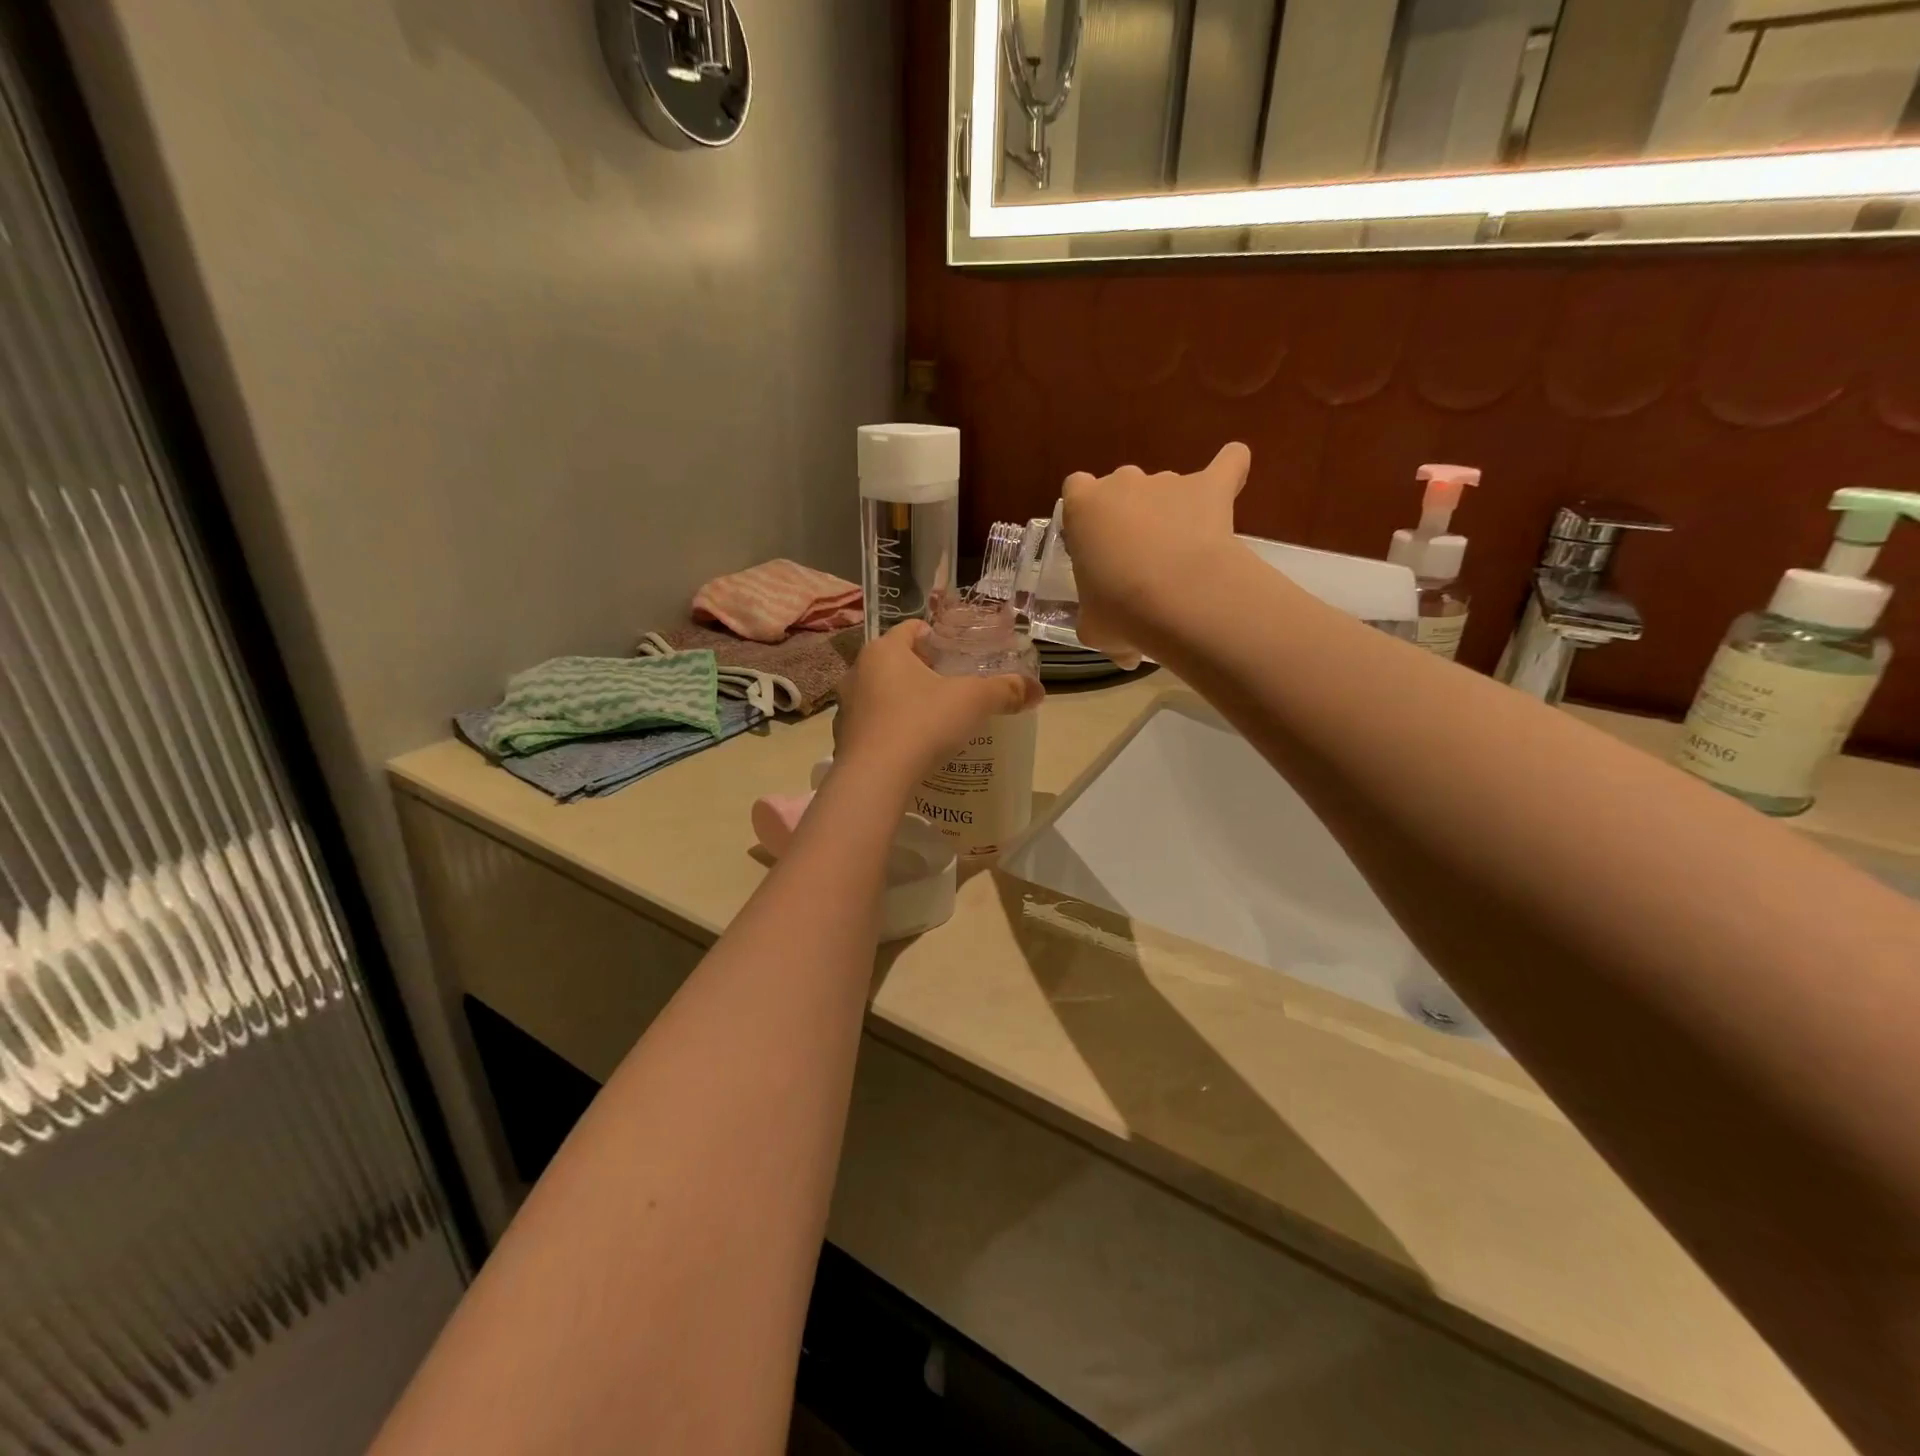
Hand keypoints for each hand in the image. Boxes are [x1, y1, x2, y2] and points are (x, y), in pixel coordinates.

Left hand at [833, 621, 1041, 785]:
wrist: (876, 778)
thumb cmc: (923, 723)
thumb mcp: (974, 701)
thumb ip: (1006, 690)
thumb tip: (1038, 690)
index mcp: (884, 650)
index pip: (911, 629)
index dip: (936, 638)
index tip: (956, 655)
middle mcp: (858, 671)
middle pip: (896, 662)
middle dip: (922, 672)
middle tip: (952, 687)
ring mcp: (847, 706)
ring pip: (882, 694)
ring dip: (904, 701)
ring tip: (933, 718)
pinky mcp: (844, 738)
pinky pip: (873, 725)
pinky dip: (891, 729)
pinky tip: (912, 746)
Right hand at [1063, 442, 1249, 658]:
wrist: (1176, 598)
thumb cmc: (1119, 610)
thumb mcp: (1093, 627)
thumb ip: (1100, 626)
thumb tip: (1126, 655)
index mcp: (1082, 509)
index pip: (1075, 490)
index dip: (1086, 516)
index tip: (1094, 543)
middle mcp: (1122, 482)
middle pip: (1122, 488)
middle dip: (1129, 515)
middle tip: (1137, 560)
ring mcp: (1168, 481)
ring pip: (1166, 488)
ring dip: (1171, 512)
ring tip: (1183, 556)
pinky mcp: (1210, 486)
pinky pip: (1228, 464)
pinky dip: (1230, 469)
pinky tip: (1232, 481)